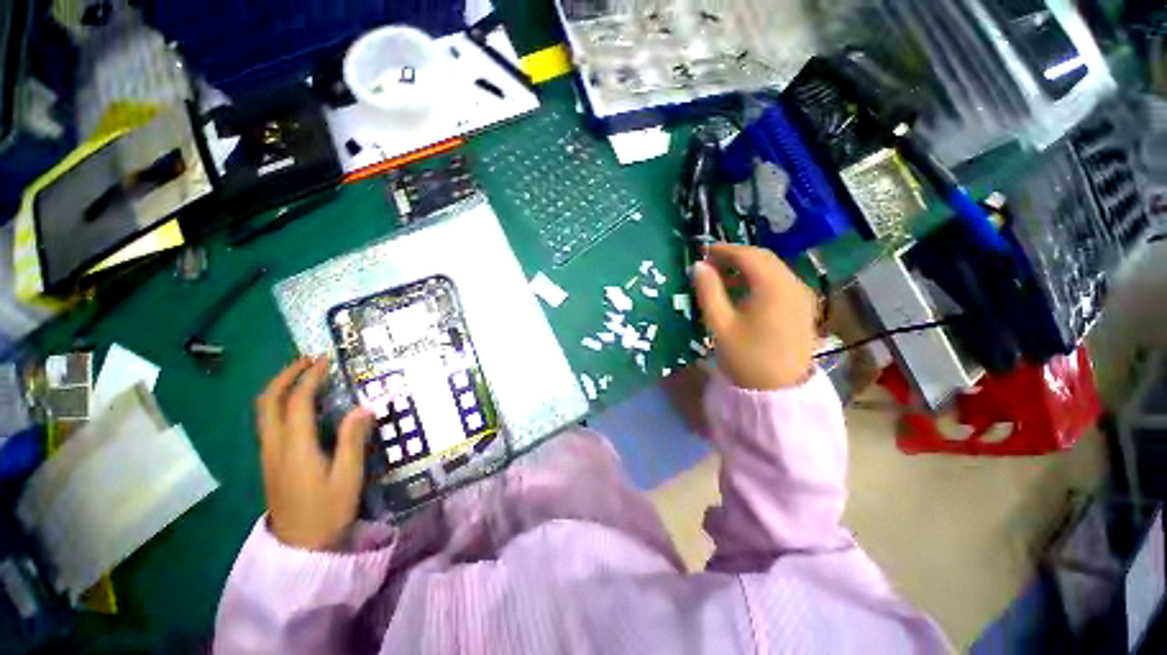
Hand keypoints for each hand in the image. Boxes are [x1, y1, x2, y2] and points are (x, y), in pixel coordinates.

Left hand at [255, 357, 373, 549]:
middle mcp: (275, 446)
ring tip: (303, 376)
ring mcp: (268, 454)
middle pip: (268, 402)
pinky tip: (299, 406)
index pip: (297, 402)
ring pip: (264, 412)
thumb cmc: (327, 511)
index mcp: (296, 447)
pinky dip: (280, 404)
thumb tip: (364, 407)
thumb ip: (352, 439)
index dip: (310, 377)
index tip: (325, 360)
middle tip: (308, 361)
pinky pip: (268, 423)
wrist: (299, 547)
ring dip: (280, 388)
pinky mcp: (270, 462)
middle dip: (285, 376)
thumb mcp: (348, 476)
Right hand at [691, 243, 817, 389]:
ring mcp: (801, 295)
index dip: (724, 250)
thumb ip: (708, 291)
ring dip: (747, 268)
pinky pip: (779, 282)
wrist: (779, 391)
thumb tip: (698, 266)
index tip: (703, 252)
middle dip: (735, 256)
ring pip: (772, 269)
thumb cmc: (746, 357)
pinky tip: (743, 293)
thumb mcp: (720, 324)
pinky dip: (759, 280)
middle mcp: (793, 284)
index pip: (748, 255)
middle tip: (710, 264)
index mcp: (773, 287)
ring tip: (723, 278)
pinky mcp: (802, 307)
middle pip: (763, 258)